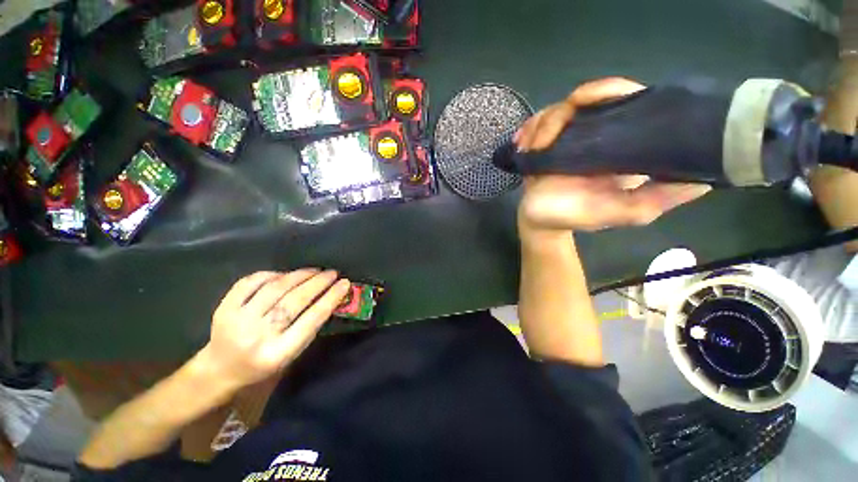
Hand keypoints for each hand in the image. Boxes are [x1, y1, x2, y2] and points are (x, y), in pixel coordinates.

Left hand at [195, 269, 350, 389]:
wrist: (220, 370)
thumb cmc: (263, 365)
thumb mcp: (292, 354)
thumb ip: (309, 327)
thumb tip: (329, 296)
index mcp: (278, 353)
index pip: (311, 319)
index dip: (331, 298)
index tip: (344, 283)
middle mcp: (257, 336)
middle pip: (294, 301)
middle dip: (318, 283)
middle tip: (332, 273)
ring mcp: (238, 321)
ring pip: (275, 289)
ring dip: (299, 275)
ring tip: (315, 270)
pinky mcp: (224, 308)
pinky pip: (250, 282)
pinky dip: (271, 274)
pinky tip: (285, 274)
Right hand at [514, 77, 710, 233]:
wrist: (539, 222)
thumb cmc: (576, 217)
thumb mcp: (623, 213)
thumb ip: (658, 198)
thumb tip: (704, 178)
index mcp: (619, 143)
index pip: (624, 99)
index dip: (608, 90)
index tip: (586, 100)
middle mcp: (595, 134)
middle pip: (583, 99)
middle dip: (560, 114)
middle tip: (545, 137)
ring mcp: (567, 138)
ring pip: (554, 111)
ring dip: (538, 128)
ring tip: (530, 149)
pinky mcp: (545, 145)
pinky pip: (534, 125)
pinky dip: (526, 131)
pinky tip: (521, 146)